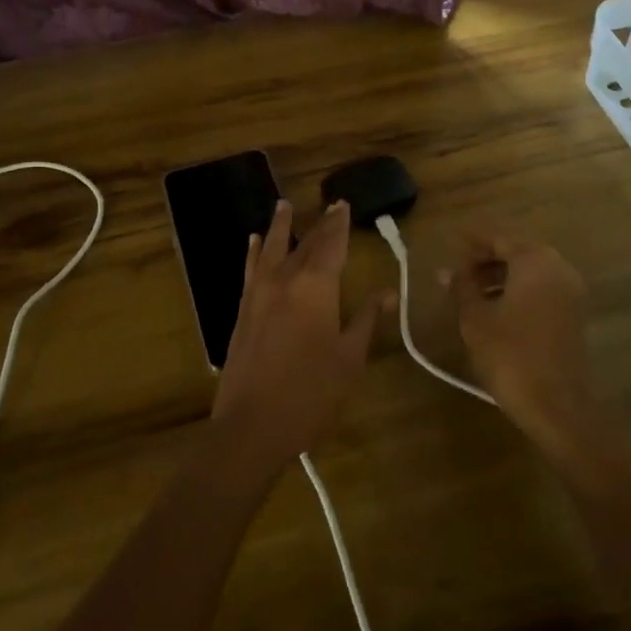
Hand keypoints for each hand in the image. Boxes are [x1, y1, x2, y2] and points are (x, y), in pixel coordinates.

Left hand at [212, 199, 386, 470]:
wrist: (251, 426)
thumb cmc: (310, 394)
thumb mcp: (349, 358)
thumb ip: (366, 319)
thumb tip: (388, 291)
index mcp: (316, 288)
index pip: (331, 245)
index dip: (339, 224)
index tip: (344, 204)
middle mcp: (284, 281)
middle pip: (304, 244)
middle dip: (318, 224)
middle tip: (329, 204)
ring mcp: (258, 294)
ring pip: (272, 249)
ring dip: (281, 226)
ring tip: (284, 205)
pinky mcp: (242, 311)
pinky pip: (251, 269)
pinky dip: (255, 252)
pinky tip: (254, 242)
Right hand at [449, 232, 616, 469]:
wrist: (557, 405)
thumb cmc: (510, 355)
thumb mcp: (475, 319)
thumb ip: (461, 287)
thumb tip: (447, 271)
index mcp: (535, 261)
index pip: (499, 238)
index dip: (472, 240)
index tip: (450, 240)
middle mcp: (558, 268)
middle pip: (517, 252)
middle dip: (486, 260)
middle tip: (457, 271)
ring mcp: (570, 291)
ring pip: (530, 272)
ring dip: (500, 277)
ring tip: (469, 292)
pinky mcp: (573, 314)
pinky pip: (541, 289)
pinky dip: (517, 291)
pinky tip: (494, 309)